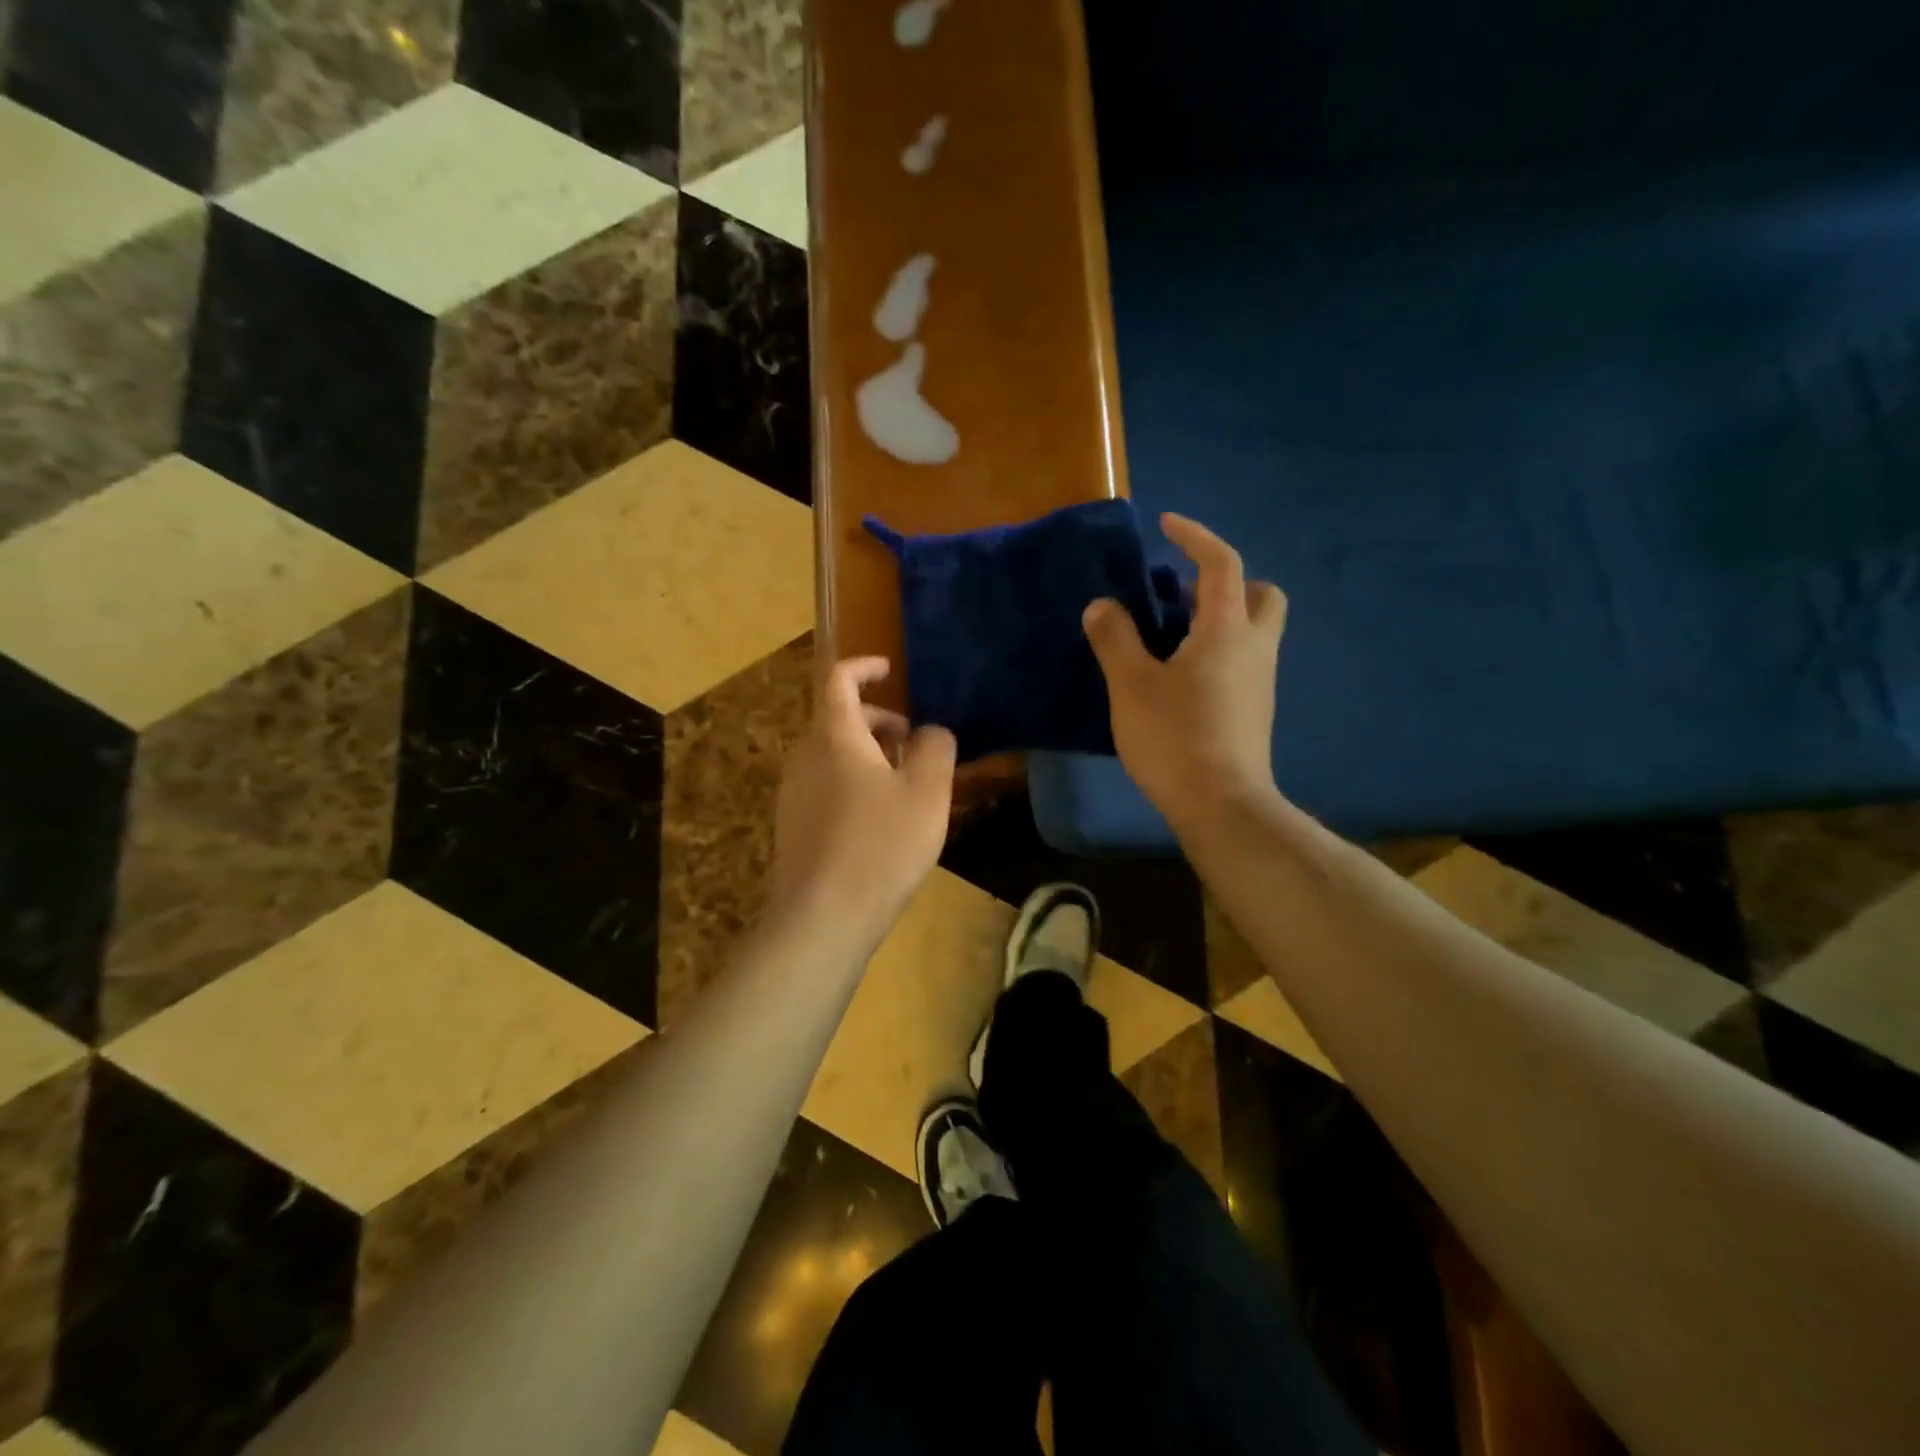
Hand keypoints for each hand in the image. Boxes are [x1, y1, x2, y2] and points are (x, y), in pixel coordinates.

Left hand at [769, 657, 957, 951]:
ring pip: (834, 754)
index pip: (839, 679)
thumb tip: (931, 732)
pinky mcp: (794, 824)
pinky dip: (855, 781)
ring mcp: (794, 792)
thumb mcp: (928, 792)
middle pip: (838, 718)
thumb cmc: (880, 845)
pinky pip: (827, 784)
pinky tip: (881, 821)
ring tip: (906, 784)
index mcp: (834, 736)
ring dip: (870, 754)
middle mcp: (805, 755)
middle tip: (915, 743)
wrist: (822, 917)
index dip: (864, 667)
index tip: (890, 670)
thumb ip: (937, 748)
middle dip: (879, 720)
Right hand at [1083, 514, 1287, 833]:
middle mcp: (1254, 647)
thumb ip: (1115, 638)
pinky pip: (1243, 660)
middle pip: (1261, 593)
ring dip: (1220, 618)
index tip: (1167, 525)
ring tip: (1170, 636)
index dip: (1196, 536)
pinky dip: (1219, 650)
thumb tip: (1102, 606)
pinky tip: (1181, 677)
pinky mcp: (1255, 710)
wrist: (1222, 804)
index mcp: (1226, 628)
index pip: (1222, 563)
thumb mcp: (1132, 684)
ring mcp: (1261, 681)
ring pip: (1254, 630)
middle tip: (1183, 595)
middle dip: (1228, 582)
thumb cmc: (1175, 736)